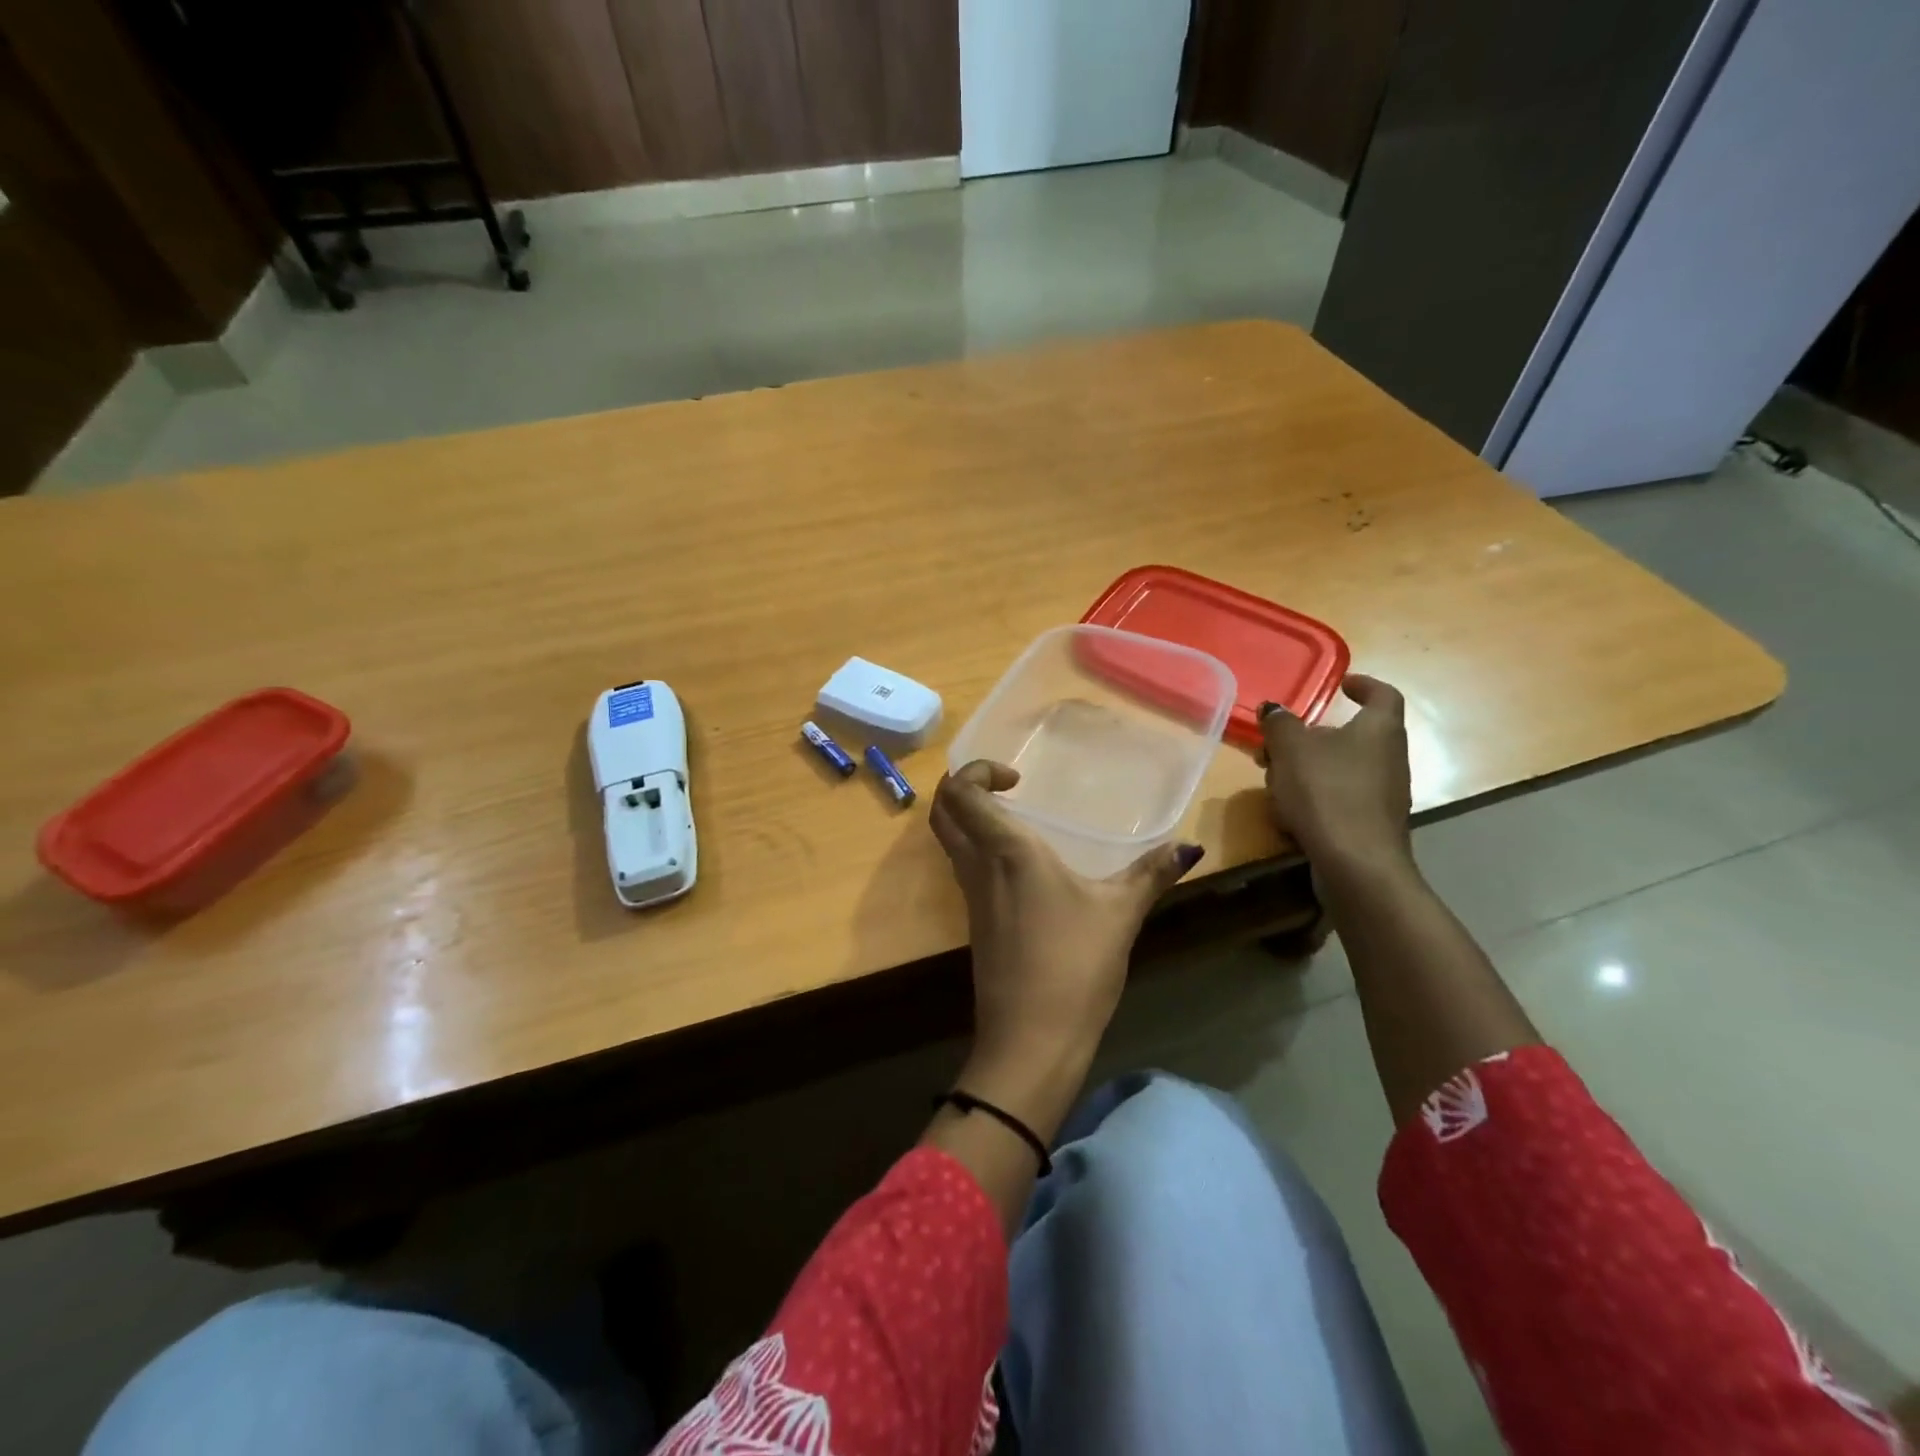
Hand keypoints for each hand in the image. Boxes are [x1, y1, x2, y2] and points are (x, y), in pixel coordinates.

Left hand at [930, 762, 1201, 1083]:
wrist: (1031, 1038)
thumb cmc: (1074, 965)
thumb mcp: (1120, 914)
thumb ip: (1152, 874)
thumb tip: (1190, 847)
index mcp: (1005, 851)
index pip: (960, 793)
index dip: (976, 772)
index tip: (1017, 780)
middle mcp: (977, 866)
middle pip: (942, 811)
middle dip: (963, 788)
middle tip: (1004, 788)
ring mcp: (971, 896)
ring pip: (949, 841)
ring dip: (969, 819)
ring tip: (1016, 819)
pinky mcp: (975, 922)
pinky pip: (965, 868)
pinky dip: (979, 849)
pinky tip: (1021, 865)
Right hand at [1260, 674, 1413, 876]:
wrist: (1357, 863)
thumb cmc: (1327, 792)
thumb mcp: (1291, 749)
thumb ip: (1280, 724)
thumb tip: (1274, 710)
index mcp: (1379, 729)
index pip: (1382, 695)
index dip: (1363, 685)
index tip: (1341, 685)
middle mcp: (1390, 757)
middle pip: (1352, 735)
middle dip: (1312, 737)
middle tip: (1278, 743)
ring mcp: (1384, 794)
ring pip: (1341, 768)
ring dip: (1308, 769)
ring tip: (1274, 781)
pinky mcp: (1371, 824)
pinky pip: (1340, 798)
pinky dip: (1315, 797)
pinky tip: (1288, 814)